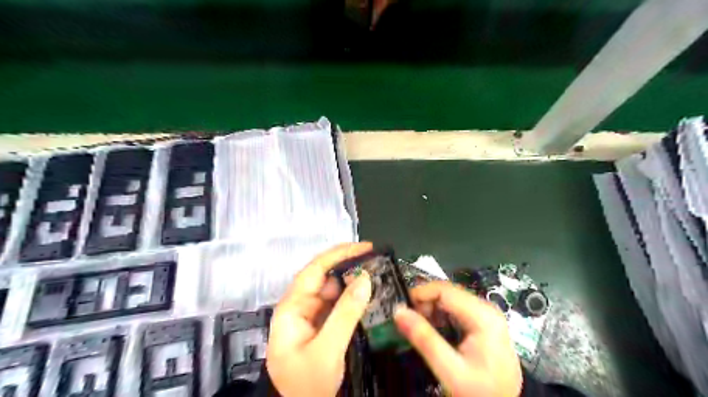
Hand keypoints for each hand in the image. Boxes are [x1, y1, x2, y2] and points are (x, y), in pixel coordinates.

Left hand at [267, 242, 375, 396]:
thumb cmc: (308, 386)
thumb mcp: (327, 350)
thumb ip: (346, 313)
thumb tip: (365, 278)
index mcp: (291, 308)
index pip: (314, 271)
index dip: (338, 254)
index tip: (365, 247)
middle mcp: (299, 307)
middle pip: (324, 277)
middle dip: (349, 266)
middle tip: (376, 260)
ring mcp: (311, 316)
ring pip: (333, 290)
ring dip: (353, 281)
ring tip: (376, 274)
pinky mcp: (321, 325)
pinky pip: (338, 305)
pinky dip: (353, 298)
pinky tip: (368, 294)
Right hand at [392, 281, 524, 396]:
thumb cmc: (480, 392)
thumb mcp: (450, 370)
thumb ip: (424, 339)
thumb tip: (399, 312)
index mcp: (483, 316)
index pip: (444, 290)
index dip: (420, 294)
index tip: (401, 308)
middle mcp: (487, 309)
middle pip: (447, 293)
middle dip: (425, 304)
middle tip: (410, 322)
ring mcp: (486, 316)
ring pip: (450, 300)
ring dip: (431, 311)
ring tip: (421, 330)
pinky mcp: (483, 323)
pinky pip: (455, 310)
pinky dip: (440, 317)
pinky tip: (435, 332)